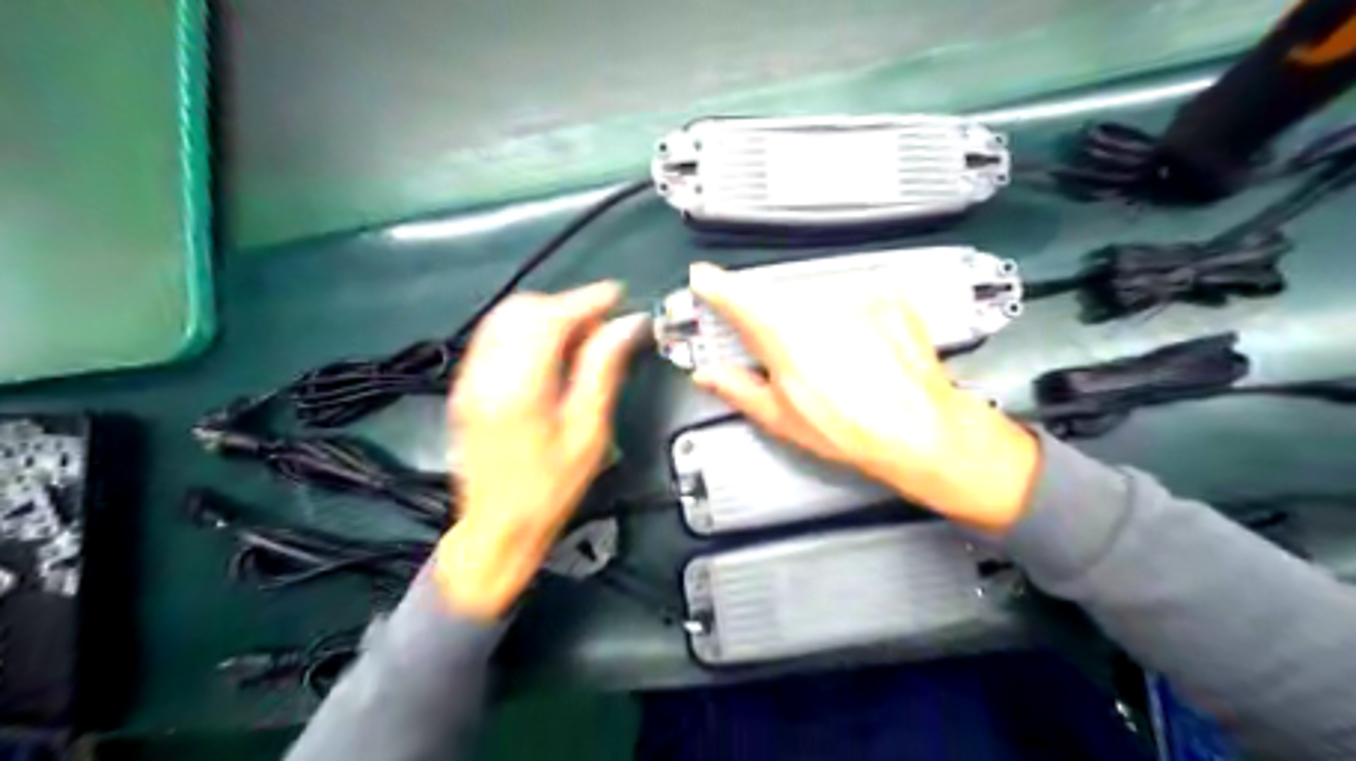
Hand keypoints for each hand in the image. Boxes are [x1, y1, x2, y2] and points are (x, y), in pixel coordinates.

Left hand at [434, 281, 644, 619]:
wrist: (496, 530)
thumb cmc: (549, 491)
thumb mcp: (588, 433)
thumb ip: (602, 371)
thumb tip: (625, 328)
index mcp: (518, 387)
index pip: (550, 318)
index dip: (586, 300)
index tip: (616, 296)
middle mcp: (485, 375)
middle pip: (522, 310)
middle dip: (566, 306)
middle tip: (601, 325)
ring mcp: (469, 380)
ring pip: (505, 319)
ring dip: (546, 316)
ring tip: (581, 337)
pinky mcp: (466, 388)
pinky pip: (495, 339)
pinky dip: (526, 332)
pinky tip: (552, 352)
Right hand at [690, 266, 1039, 532]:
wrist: (920, 428)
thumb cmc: (848, 430)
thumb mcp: (780, 418)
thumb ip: (736, 388)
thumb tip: (707, 374)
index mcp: (781, 332)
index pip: (734, 294)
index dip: (713, 285)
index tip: (702, 279)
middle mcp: (815, 304)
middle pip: (774, 295)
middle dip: (768, 316)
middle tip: (781, 352)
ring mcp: (854, 295)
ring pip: (813, 295)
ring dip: (810, 317)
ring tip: (830, 359)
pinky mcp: (886, 295)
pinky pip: (852, 297)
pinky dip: (847, 316)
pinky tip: (858, 347)